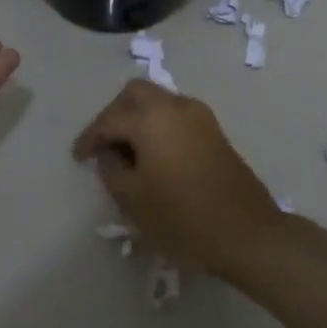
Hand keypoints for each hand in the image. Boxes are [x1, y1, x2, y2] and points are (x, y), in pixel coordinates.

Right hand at [72, 79, 284, 277]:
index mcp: (151, 119)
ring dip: (138, 118)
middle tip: (102, 144)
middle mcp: (176, 107)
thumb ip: (111, 169)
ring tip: (126, 152)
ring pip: (159, 101)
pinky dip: (158, 126)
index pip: (108, 120)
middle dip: (114, 114)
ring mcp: (200, 117)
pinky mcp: (215, 133)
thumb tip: (109, 153)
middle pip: (136, 94)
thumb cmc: (183, 218)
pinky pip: (176, 116)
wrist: (248, 234)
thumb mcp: (133, 199)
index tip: (78, 158)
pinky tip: (152, 155)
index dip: (89, 138)